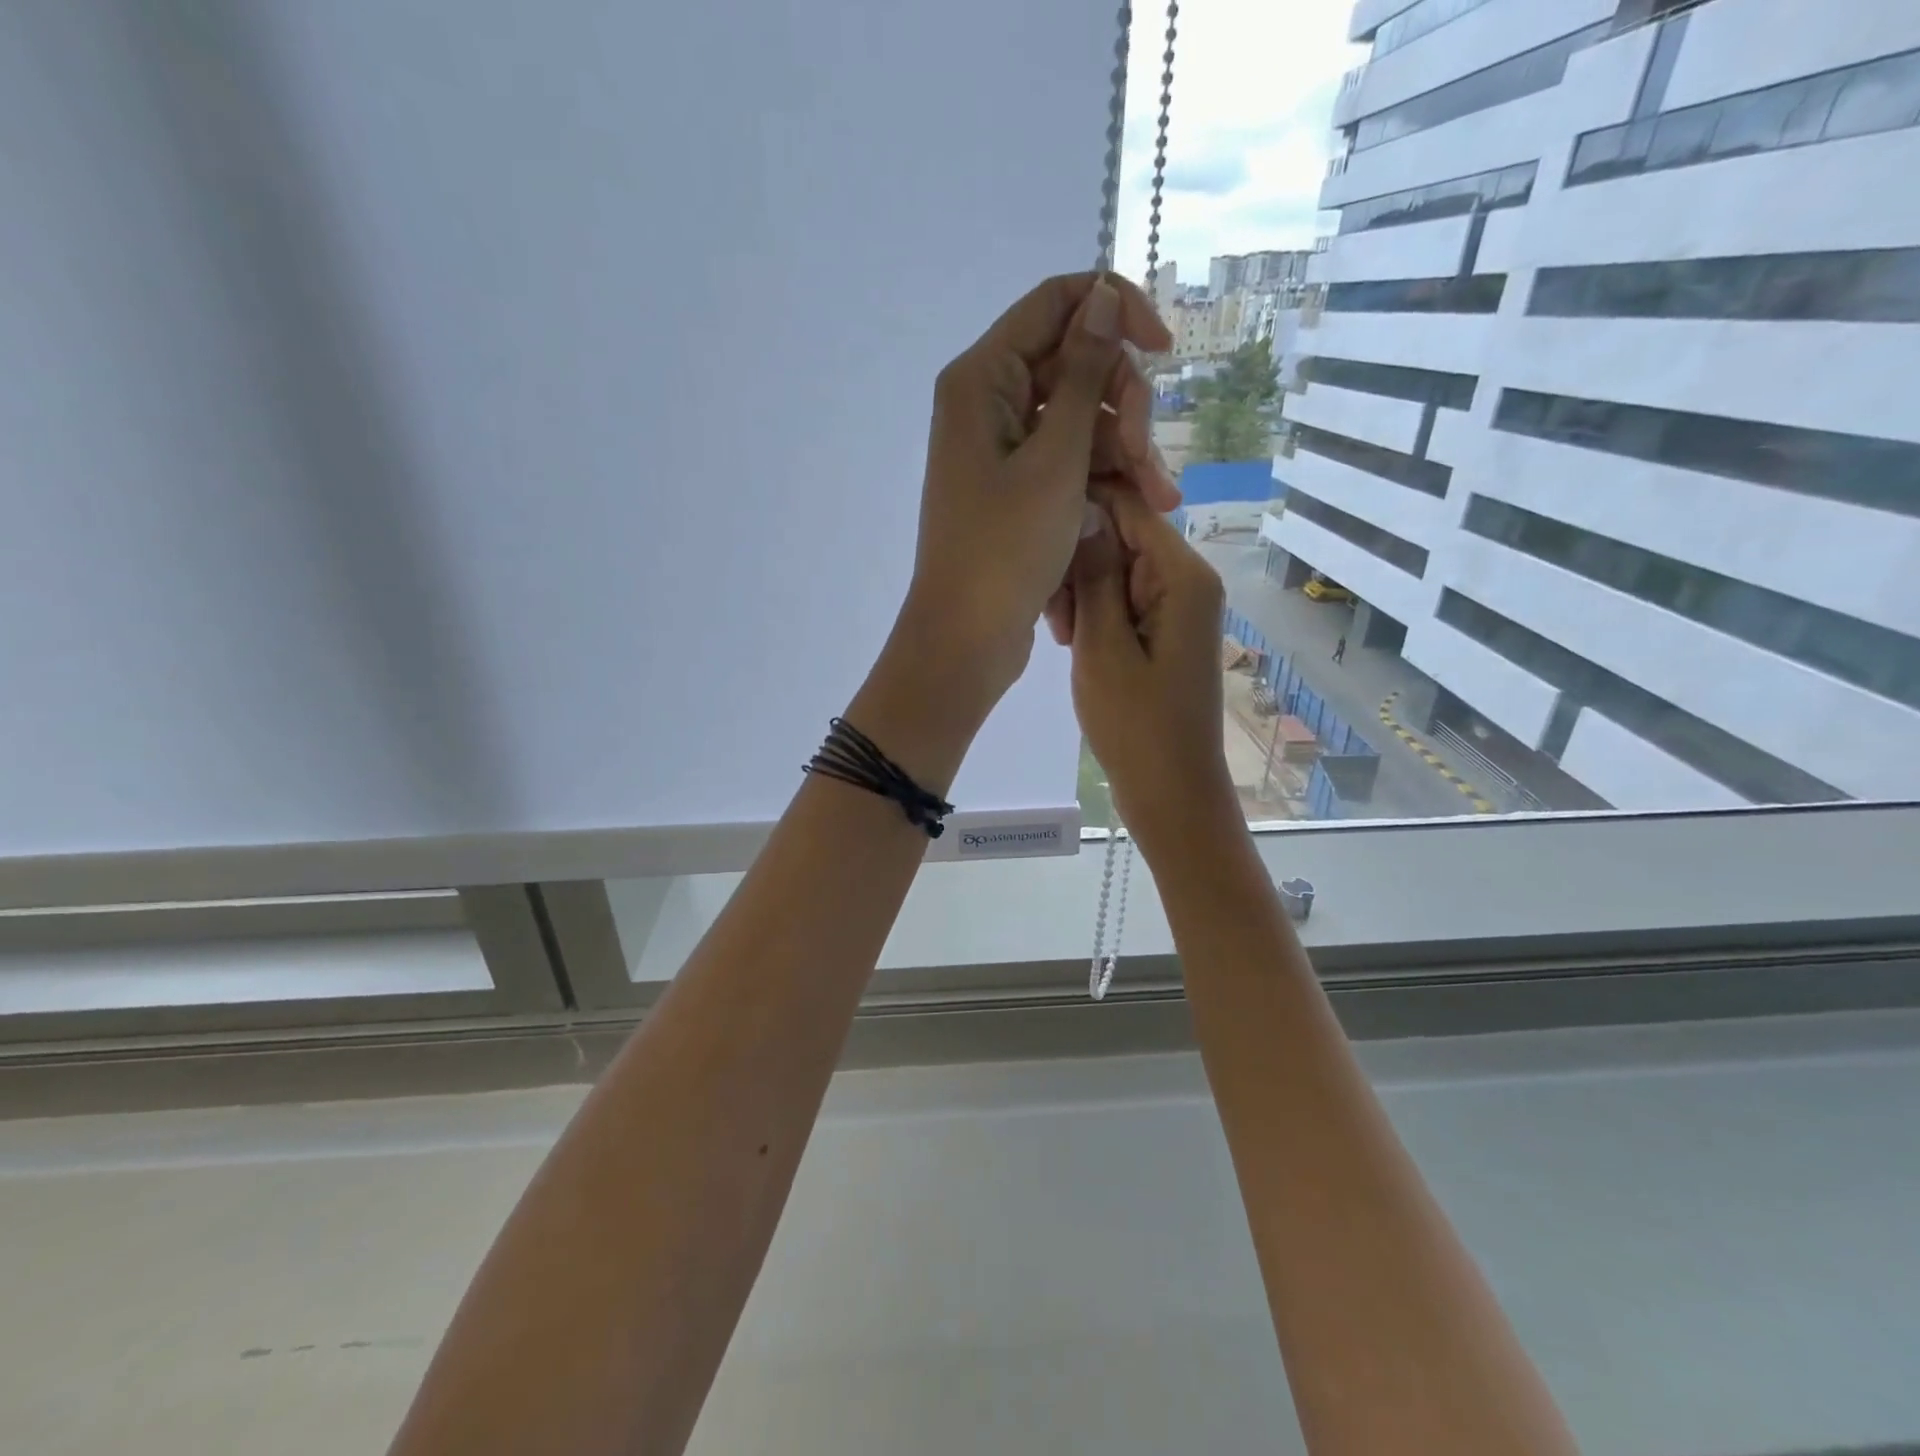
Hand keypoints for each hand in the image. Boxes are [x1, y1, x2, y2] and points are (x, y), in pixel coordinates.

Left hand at [897, 273, 1175, 713]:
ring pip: (1079, 422)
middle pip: (1074, 368)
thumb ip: (1082, 374)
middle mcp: (989, 403)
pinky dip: (1101, 480)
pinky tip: (1139, 509)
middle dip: (1123, 409)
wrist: (966, 637)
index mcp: (983, 379)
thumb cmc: (1005, 549)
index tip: (1164, 351)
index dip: (1115, 312)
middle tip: (1147, 464)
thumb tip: (1101, 294)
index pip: (1056, 303)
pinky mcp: (1015, 489)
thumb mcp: (1056, 459)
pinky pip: (1067, 462)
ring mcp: (1001, 450)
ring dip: (1123, 454)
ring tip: (1159, 503)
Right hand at [1067, 488, 1238, 854]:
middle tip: (1051, 614)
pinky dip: (1095, 614)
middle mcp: (1188, 579)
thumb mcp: (1102, 646)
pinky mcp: (1166, 630)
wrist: (1171, 791)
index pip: (1129, 506)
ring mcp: (1178, 606)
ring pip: (1118, 569)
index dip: (1081, 508)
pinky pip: (1124, 600)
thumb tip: (1084, 509)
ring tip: (1061, 637)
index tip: (1035, 535)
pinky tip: (1073, 642)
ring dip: (1083, 592)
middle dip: (1079, 563)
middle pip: (1123, 536)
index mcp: (1182, 575)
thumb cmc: (1135, 724)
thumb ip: (1095, 574)